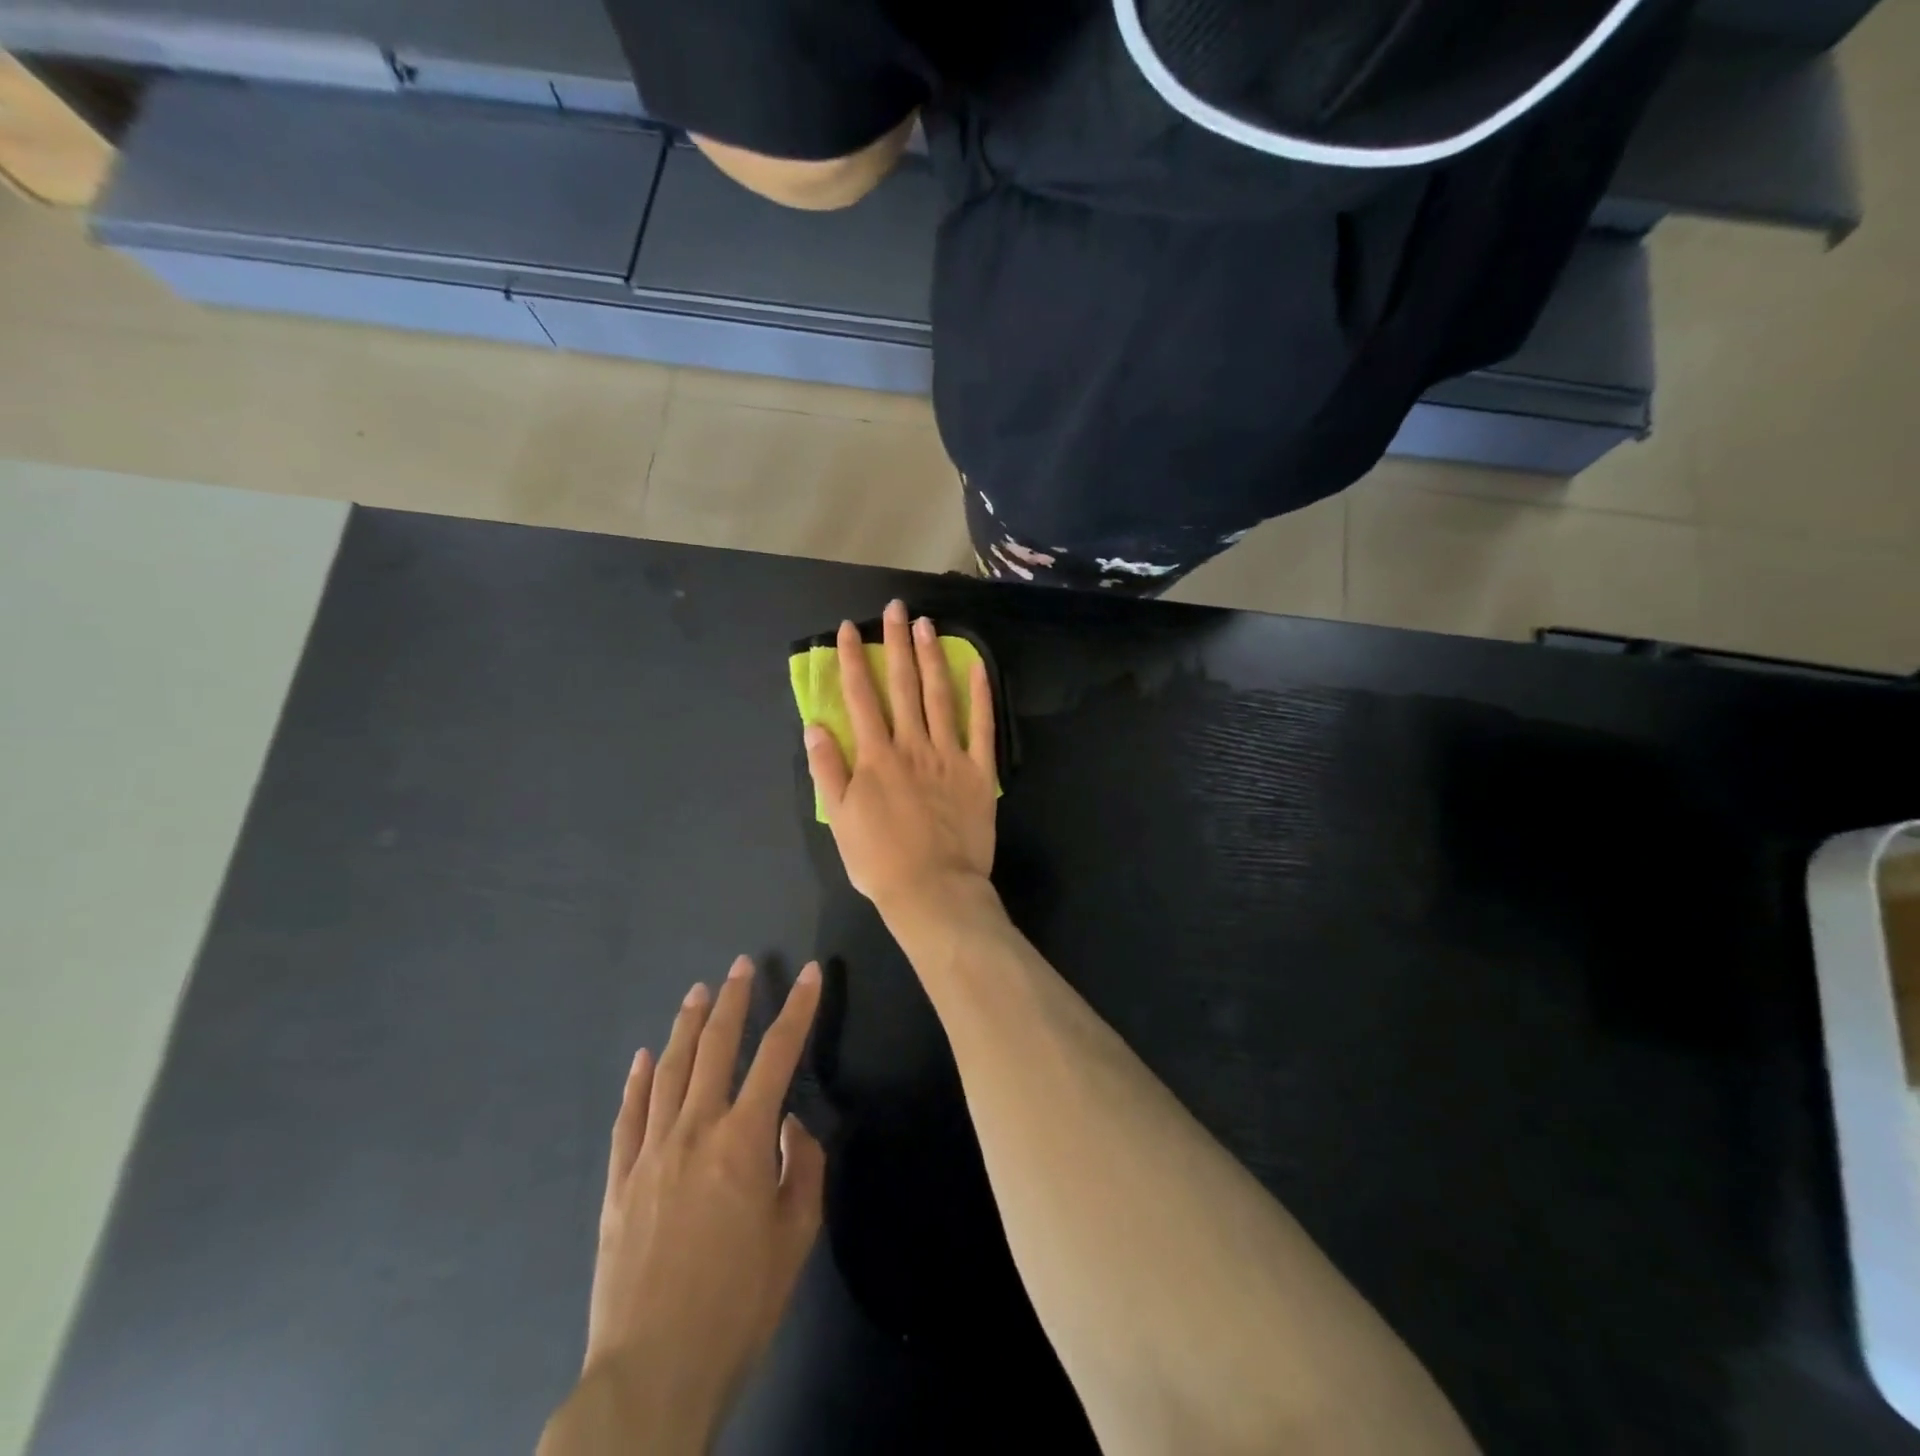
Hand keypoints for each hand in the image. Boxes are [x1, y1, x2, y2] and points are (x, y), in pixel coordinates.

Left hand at [565, 958, 824, 1451]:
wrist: (653, 1373)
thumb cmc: (738, 1306)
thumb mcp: (795, 1237)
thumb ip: (801, 1169)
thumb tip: (791, 1126)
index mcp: (743, 1141)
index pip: (777, 1055)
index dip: (797, 1009)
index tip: (808, 974)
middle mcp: (694, 1131)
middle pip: (714, 1048)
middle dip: (732, 1001)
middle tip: (739, 965)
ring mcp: (649, 1154)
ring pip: (668, 1072)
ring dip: (685, 1026)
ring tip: (696, 992)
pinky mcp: (618, 1183)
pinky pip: (628, 1117)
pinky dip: (636, 1082)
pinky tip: (642, 1058)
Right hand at [804, 599, 998, 919]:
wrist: (934, 890)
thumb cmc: (880, 860)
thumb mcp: (840, 819)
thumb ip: (827, 769)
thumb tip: (814, 725)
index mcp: (876, 756)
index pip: (860, 697)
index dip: (854, 659)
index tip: (849, 628)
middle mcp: (912, 745)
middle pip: (902, 685)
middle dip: (896, 643)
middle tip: (896, 608)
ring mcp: (949, 754)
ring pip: (939, 695)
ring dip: (932, 657)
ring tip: (927, 624)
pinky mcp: (978, 771)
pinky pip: (982, 725)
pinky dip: (980, 694)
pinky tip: (977, 665)